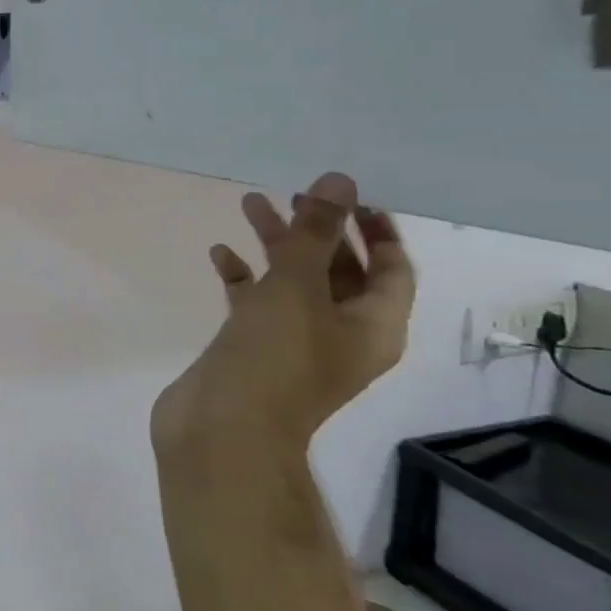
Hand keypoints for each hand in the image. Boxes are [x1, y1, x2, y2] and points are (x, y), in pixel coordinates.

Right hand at [152, 173, 414, 459]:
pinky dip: (242, 277)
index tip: (347, 193)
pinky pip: (255, 302)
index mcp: (373, 325)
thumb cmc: (274, 358)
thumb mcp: (298, 288)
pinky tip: (219, 254)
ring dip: (275, 246)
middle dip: (316, 230)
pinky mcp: (254, 348)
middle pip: (338, 271)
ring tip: (248, 205)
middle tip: (291, 193)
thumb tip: (338, 181)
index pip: (391, 268)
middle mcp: (340, 333)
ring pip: (292, 283)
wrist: (223, 428)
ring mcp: (294, 342)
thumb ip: (315, 234)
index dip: (375, 228)